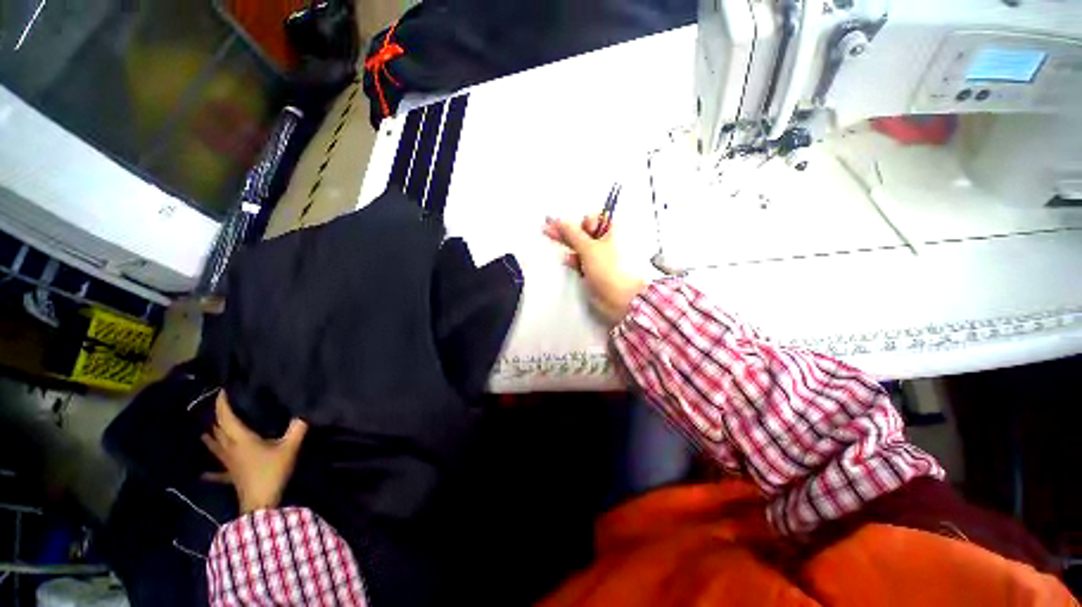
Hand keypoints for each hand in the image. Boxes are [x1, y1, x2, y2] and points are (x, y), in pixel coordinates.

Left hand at [201, 391, 307, 513]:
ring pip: (213, 446)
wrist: (261, 503)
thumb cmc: (273, 471)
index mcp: (240, 438)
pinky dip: (208, 470)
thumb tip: (304, 412)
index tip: (222, 390)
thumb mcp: (290, 447)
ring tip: (204, 429)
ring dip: (209, 436)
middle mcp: (229, 448)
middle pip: (217, 429)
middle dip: (215, 416)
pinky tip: (202, 472)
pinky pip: (215, 471)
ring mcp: (226, 463)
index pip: (226, 416)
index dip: (223, 403)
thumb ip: (297, 428)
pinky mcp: (229, 476)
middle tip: (216, 405)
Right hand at [544, 215, 646, 325]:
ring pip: (581, 247)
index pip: (593, 219)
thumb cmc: (608, 269)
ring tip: (551, 236)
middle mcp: (607, 242)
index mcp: (612, 231)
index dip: (581, 222)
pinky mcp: (594, 269)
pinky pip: (581, 260)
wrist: (618, 298)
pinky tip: (568, 260)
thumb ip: (572, 233)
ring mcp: (600, 257)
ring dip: (568, 244)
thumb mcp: (588, 248)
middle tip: (548, 227)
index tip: (570, 226)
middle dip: (566, 230)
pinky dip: (574, 259)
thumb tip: (560, 220)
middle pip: (583, 232)